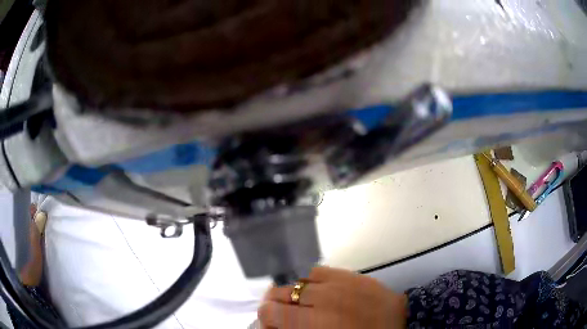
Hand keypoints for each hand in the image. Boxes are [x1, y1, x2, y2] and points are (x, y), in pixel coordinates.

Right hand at [258, 267, 406, 328]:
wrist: (398, 320)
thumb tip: (277, 325)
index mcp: (316, 323)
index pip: (272, 313)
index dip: (264, 320)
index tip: (270, 326)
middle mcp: (320, 300)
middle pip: (278, 294)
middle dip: (273, 305)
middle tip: (281, 315)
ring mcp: (334, 283)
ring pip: (293, 281)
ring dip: (288, 293)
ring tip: (295, 302)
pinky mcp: (346, 273)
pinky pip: (314, 271)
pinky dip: (306, 281)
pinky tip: (312, 290)